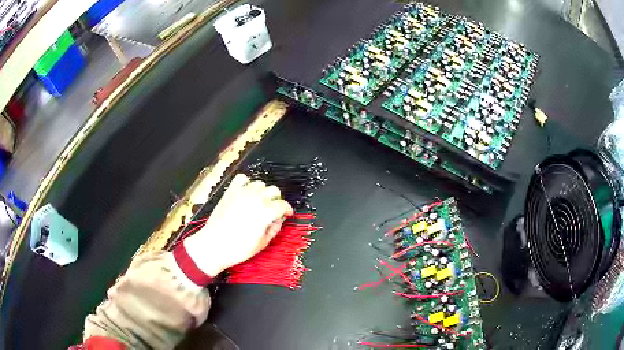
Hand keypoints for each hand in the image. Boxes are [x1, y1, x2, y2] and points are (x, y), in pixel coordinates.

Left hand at [184, 173, 292, 276]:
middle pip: (273, 190)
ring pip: (259, 183)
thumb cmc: (238, 248)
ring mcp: (241, 193)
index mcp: (266, 212)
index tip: (287, 214)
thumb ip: (274, 229)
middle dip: (276, 200)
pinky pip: (242, 179)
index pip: (283, 204)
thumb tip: (278, 220)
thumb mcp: (262, 243)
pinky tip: (247, 193)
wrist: (213, 245)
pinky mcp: (230, 192)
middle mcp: (255, 199)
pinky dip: (247, 183)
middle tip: (273, 210)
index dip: (287, 209)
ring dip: (263, 192)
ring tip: (260, 202)